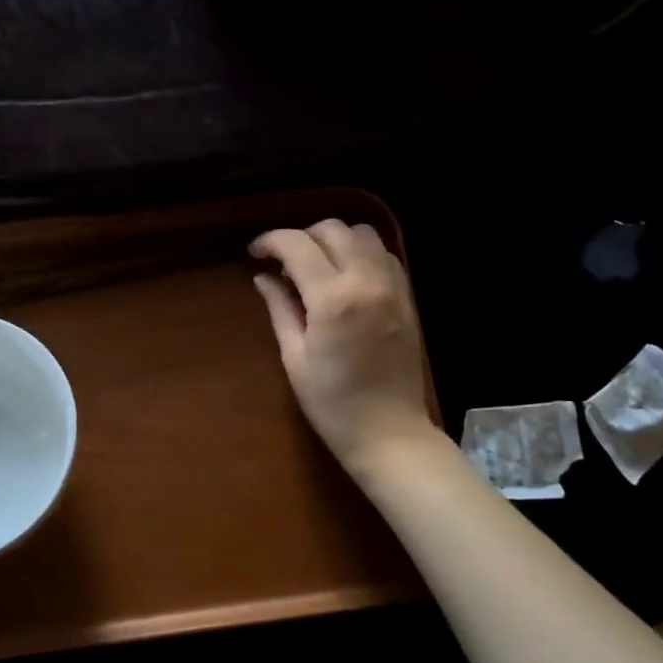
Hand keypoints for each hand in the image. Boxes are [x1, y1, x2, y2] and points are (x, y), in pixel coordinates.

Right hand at [251, 220, 438, 474]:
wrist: (389, 433)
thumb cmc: (332, 403)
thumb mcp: (294, 357)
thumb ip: (280, 308)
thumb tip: (263, 277)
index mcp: (332, 298)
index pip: (297, 245)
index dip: (271, 241)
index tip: (255, 253)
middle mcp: (366, 281)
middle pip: (332, 229)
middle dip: (301, 236)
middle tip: (283, 261)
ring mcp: (392, 286)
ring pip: (363, 234)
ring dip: (334, 240)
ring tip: (316, 264)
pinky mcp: (407, 297)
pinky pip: (385, 254)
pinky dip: (361, 252)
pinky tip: (346, 275)